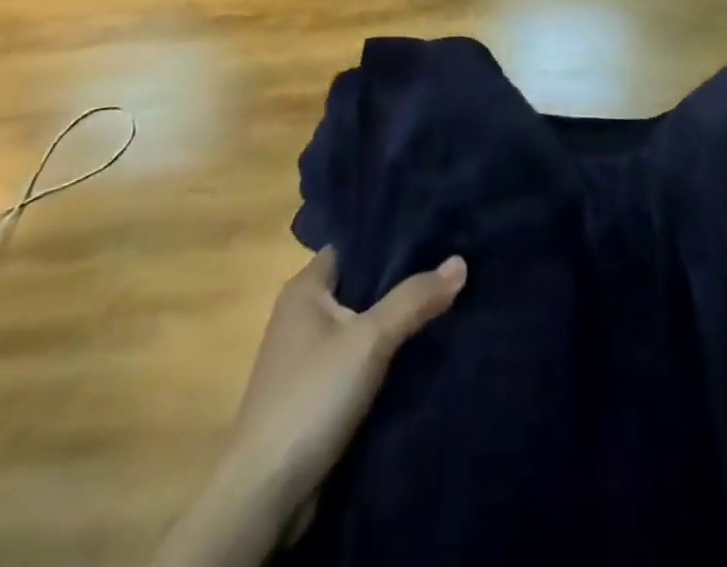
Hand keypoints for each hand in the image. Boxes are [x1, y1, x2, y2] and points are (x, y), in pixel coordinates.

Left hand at [152, 249, 464, 566]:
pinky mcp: (315, 392)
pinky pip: (357, 358)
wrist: (265, 493)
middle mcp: (301, 315)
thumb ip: (413, 299)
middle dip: (399, 279)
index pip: (353, 246)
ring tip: (443, 302)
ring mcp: (306, 356)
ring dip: (393, 320)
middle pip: (360, 284)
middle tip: (447, 266)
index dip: (389, 238)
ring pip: (360, 323)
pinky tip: (418, 350)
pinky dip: (383, 353)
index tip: (432, 233)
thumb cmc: (312, 396)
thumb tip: (460, 261)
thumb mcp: (370, 340)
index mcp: (304, 290)